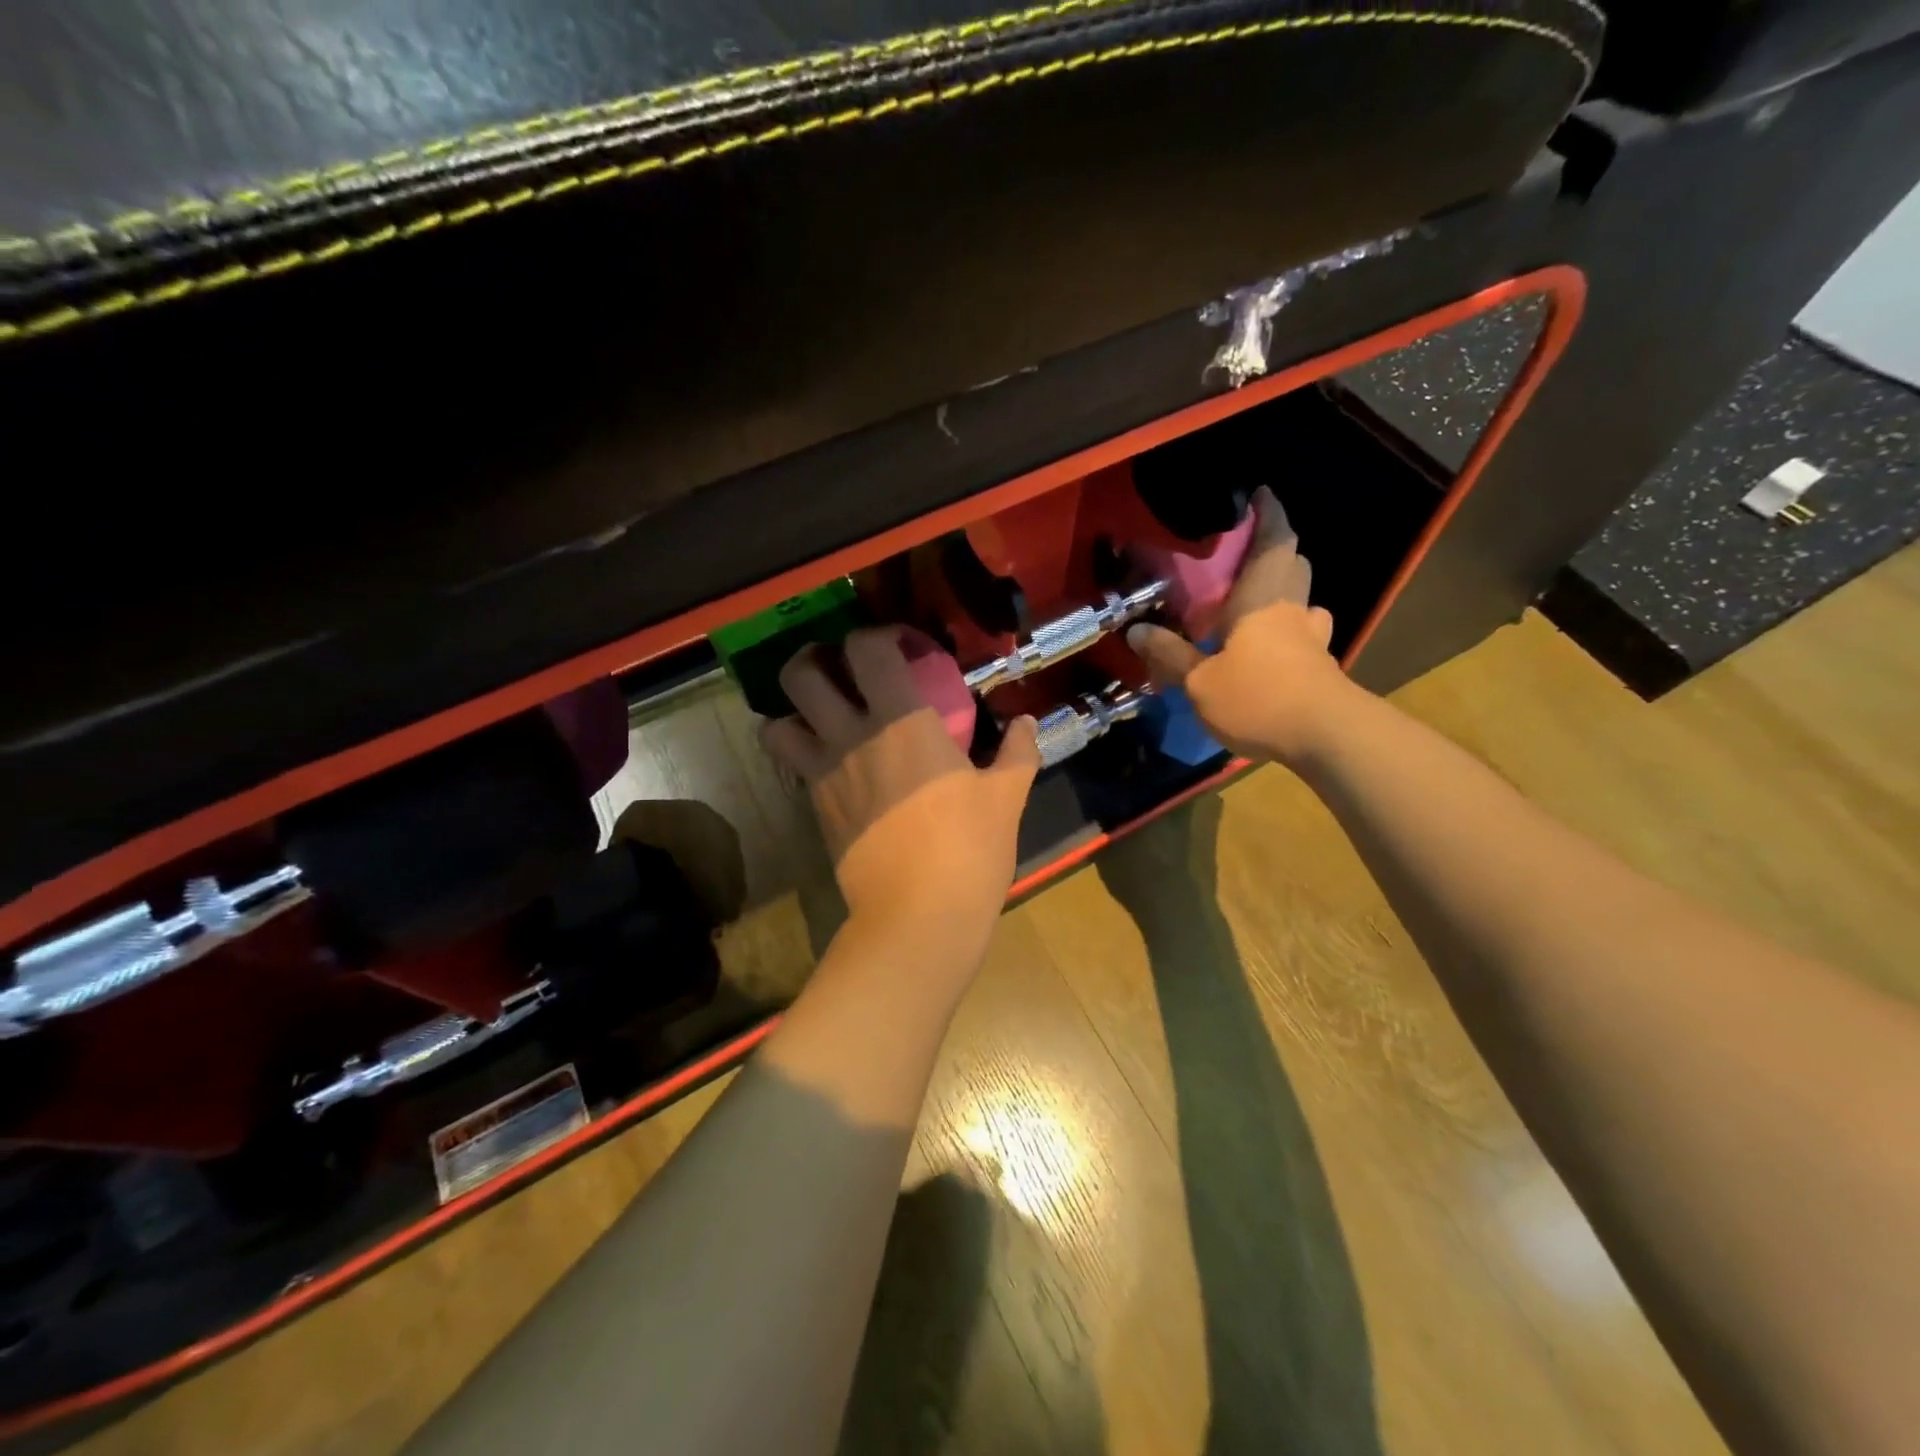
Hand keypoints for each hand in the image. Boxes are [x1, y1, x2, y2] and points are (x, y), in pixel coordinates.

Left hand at [761, 627, 1040, 942]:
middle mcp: (851, 735)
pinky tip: (832, 763)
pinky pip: (791, 767)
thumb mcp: (1005, 796)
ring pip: (777, 723)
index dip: (877, 636)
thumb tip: (1027, 723)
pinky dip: (801, 754)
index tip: (898, 646)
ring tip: (821, 715)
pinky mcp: (814, 809)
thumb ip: (1017, 751)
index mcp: (900, 719)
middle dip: (814, 659)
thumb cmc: (969, 847)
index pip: (867, 648)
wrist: (918, 915)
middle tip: (841, 669)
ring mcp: (824, 773)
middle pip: (802, 674)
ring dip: (793, 711)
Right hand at [1126, 487, 1356, 765]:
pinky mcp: (1319, 665)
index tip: (1260, 494)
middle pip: (1293, 565)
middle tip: (1244, 556)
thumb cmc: (1258, 697)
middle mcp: (1291, 609)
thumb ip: (1169, 655)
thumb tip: (1135, 629)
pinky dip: (1291, 629)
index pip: (1273, 541)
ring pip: (1304, 600)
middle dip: (1275, 551)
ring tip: (1257, 601)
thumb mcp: (1199, 681)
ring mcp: (1311, 638)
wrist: (1325, 736)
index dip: (1269, 514)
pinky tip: (1274, 646)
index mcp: (1261, 599)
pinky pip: (1305, 634)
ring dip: (1285, 592)